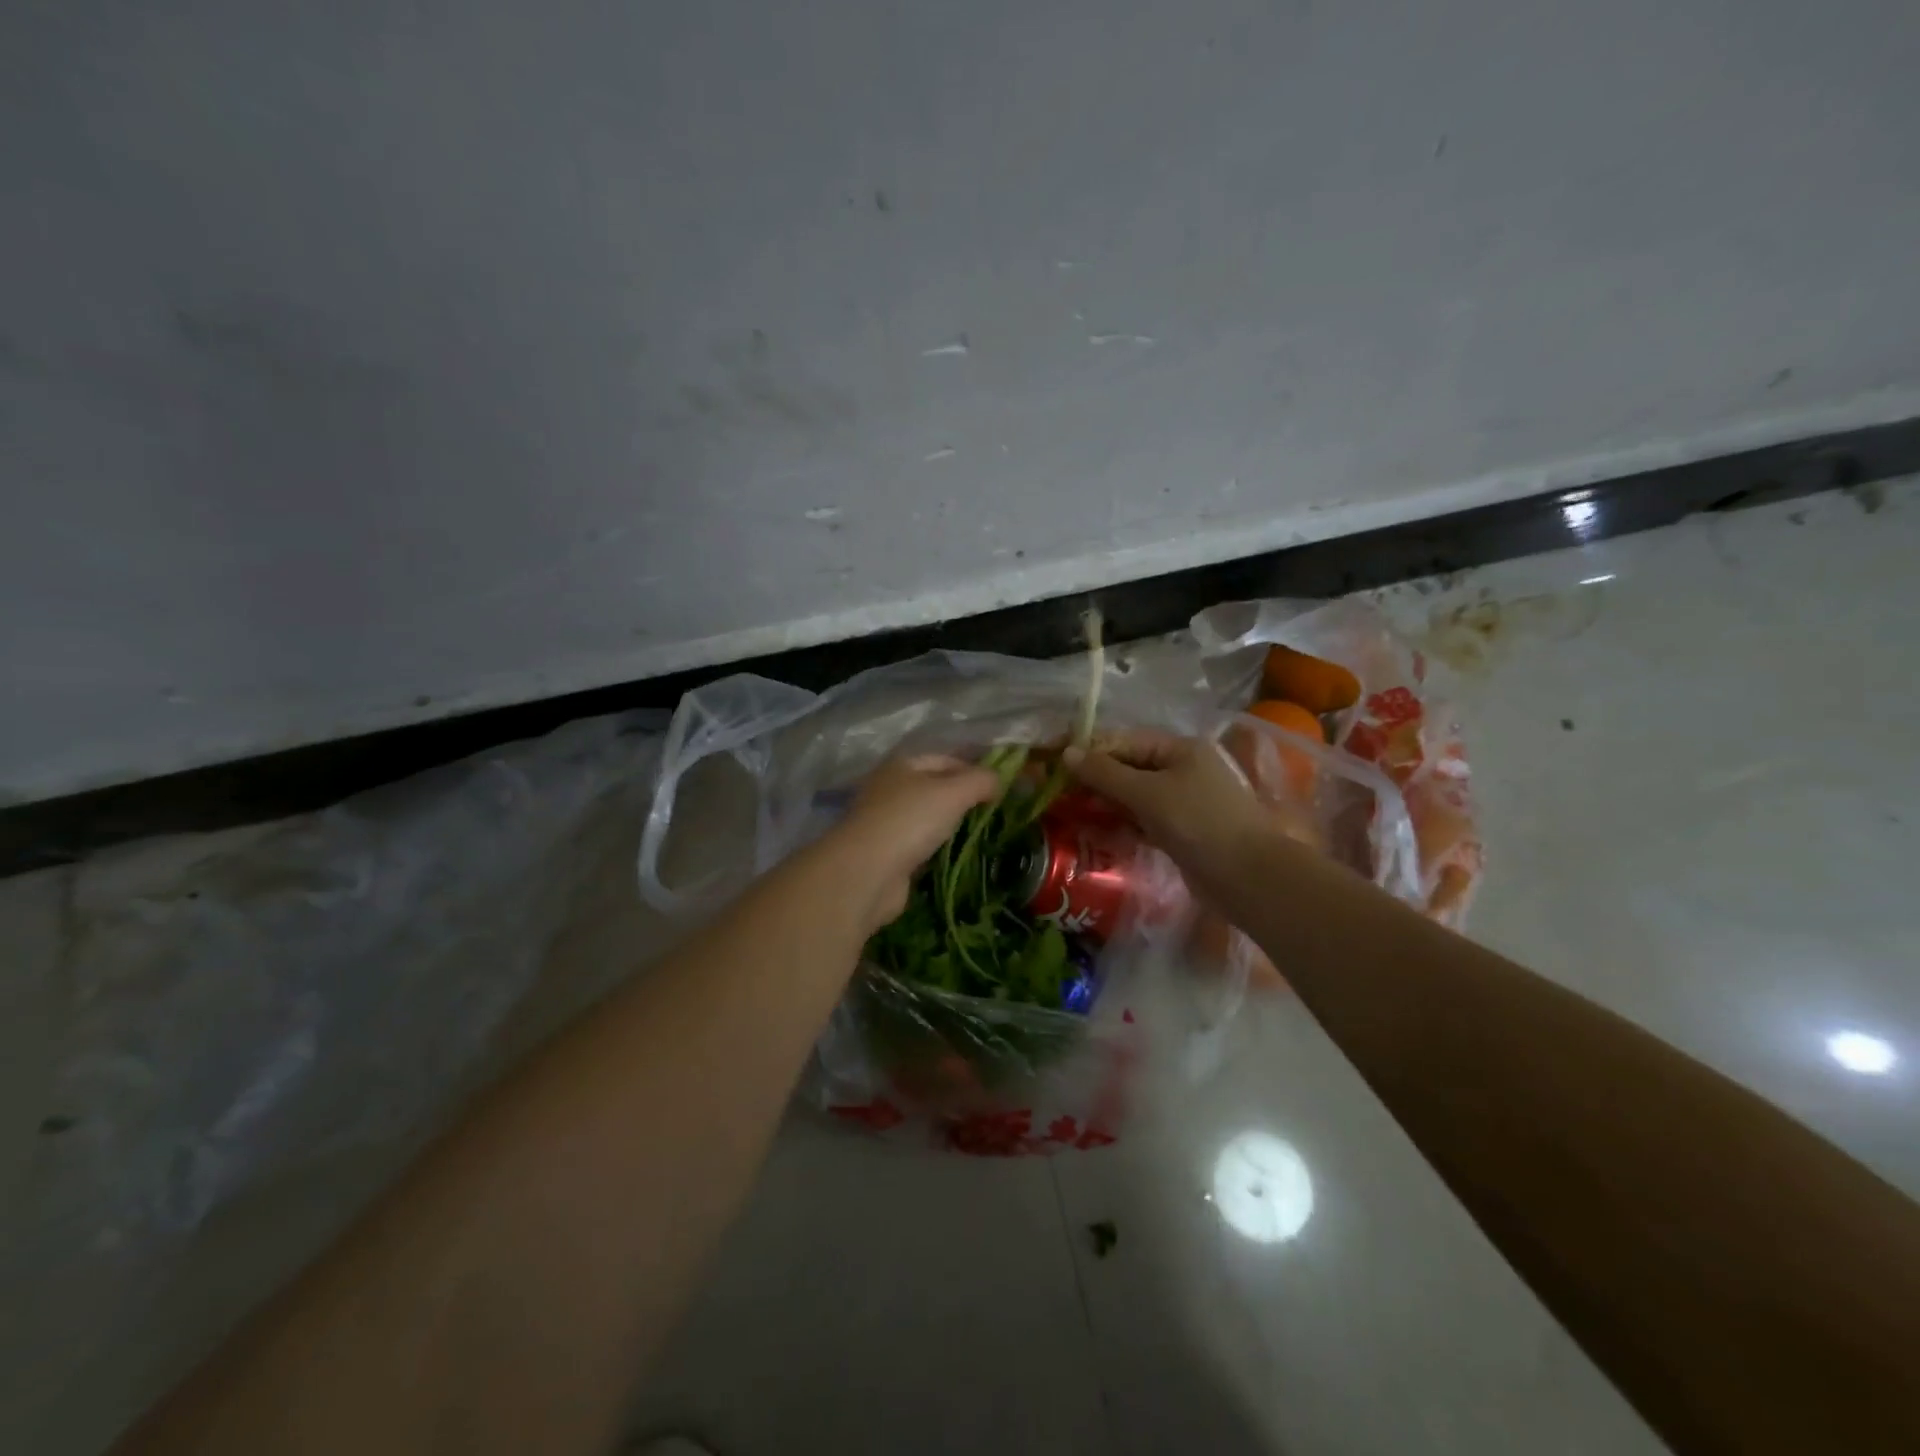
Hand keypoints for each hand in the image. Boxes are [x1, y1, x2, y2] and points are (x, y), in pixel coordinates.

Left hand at [828, 754, 1000, 930]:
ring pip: (927, 819)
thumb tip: (998, 780)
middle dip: (963, 800)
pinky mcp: (886, 854)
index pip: (946, 759)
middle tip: (995, 814)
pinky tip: (956, 857)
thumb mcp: (953, 792)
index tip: (1001, 790)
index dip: (974, 770)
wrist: (867, 872)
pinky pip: (920, 846)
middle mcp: (890, 788)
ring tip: (982, 836)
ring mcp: (886, 822)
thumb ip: (980, 780)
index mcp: (902, 765)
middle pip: (935, 788)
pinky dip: (937, 850)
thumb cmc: (910, 821)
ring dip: (951, 827)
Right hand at [1063, 732, 1280, 901]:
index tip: (1056, 765)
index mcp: (1180, 749)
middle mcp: (1183, 769)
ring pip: (1135, 795)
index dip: (1091, 752)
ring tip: (1072, 811)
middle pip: (1130, 767)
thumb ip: (1105, 773)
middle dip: (1097, 779)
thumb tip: (1066, 753)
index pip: (1126, 742)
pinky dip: (1123, 823)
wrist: (1247, 877)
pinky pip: (1144, 820)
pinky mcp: (1182, 831)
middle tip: (1060, 793)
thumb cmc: (1198, 822)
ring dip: (1107, 802)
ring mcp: (1184, 802)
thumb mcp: (1147, 793)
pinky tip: (1098, 831)